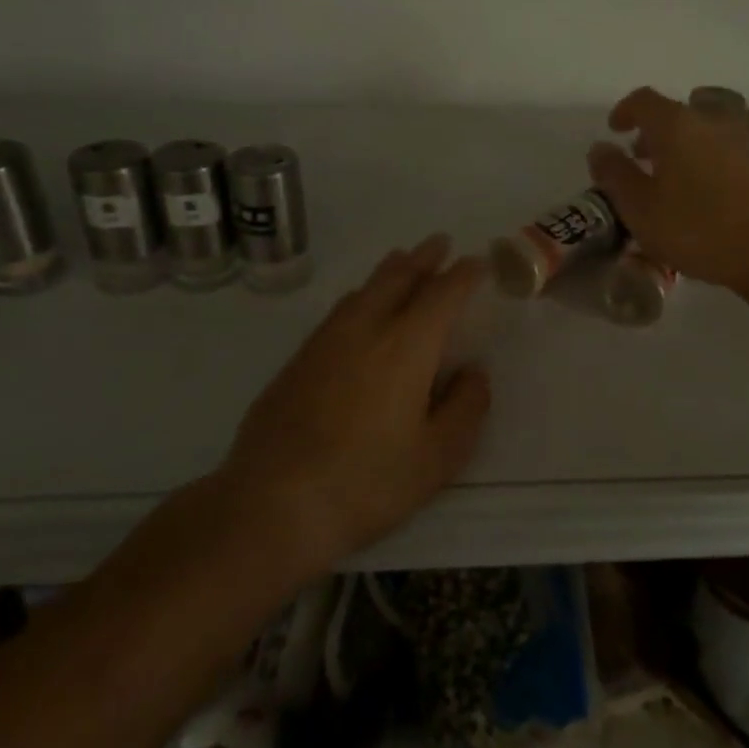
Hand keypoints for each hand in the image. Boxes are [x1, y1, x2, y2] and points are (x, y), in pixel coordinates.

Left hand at [220, 236, 490, 578]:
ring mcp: (325, 341)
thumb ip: (465, 407)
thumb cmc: (367, 482)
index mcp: (406, 346)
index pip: (442, 294)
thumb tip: (473, 371)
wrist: (272, 504)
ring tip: (403, 261)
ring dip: (390, 270)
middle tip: (439, 243)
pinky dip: (361, 295)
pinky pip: (339, 310)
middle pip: (398, 277)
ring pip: (364, 290)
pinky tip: (359, 307)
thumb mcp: (437, 457)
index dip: (463, 275)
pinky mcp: (297, 361)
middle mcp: (366, 329)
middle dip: (423, 258)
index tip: (476, 263)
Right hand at [588, 86, 748, 292]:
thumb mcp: (641, 209)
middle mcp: (713, 120)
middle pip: (679, 112)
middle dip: (655, 131)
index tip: (615, 130)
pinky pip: (730, 148)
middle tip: (642, 158)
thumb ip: (615, 175)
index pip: (644, 100)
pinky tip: (711, 190)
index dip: (625, 111)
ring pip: (708, 128)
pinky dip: (712, 157)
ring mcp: (746, 137)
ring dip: (687, 143)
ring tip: (677, 175)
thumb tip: (600, 148)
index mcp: (677, 125)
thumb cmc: (699, 229)